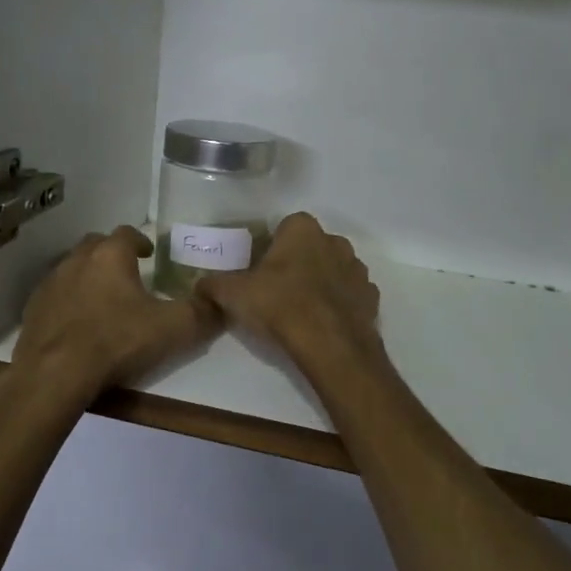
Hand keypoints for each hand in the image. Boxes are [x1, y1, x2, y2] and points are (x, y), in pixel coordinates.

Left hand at [12, 227, 221, 395]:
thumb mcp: (172, 329)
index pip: (127, 233)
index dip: (140, 241)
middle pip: (96, 245)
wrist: (54, 375)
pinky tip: (77, 324)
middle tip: (127, 274)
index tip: (149, 255)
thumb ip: (202, 313)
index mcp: (110, 256)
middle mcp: (77, 260)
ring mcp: (50, 284)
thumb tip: (221, 303)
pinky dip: (68, 301)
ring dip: (88, 277)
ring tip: (103, 300)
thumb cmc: (116, 342)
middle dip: (112, 254)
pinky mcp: (32, 309)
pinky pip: (55, 296)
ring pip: (72, 269)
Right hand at [198, 212, 382, 372]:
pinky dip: (339, 304)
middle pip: (310, 247)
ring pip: (333, 269)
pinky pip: (350, 295)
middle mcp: (334, 240)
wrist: (329, 343)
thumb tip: (200, 284)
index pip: (284, 227)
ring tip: (300, 310)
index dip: (271, 247)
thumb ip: (214, 284)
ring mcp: (357, 269)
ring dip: (320, 282)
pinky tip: (323, 323)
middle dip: (297, 263)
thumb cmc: (279, 305)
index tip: (260, 270)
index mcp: (302, 229)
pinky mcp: (371, 297)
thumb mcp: (234, 294)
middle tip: (277, 290)